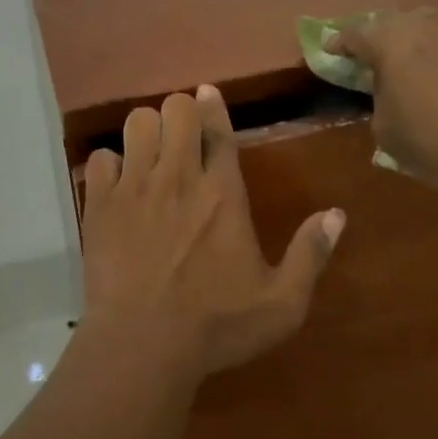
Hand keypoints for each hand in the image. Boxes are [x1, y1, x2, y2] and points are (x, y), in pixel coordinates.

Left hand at [80, 86, 344, 380]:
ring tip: (150, 153)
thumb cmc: (216, 326)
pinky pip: (100, 157)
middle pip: (175, 110)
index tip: (208, 93)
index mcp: (223, 193)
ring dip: (146, 130)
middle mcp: (179, 177)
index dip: (214, 105)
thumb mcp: (281, 303)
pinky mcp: (101, 204)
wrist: (143, 345)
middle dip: (180, 112)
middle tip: (181, 135)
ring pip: (136, 122)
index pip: (218, 129)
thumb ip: (310, 254)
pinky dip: (110, 164)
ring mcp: (135, 186)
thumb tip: (337, 214)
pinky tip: (118, 184)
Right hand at [328, 7, 437, 203]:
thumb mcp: (385, 131)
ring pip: (423, 26)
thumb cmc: (434, 138)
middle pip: (389, 23)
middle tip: (368, 57)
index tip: (330, 51)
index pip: (353, 34)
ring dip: (410, 39)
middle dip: (375, 37)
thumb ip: (378, 102)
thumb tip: (387, 94)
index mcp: (388, 40)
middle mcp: (421, 25)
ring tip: (406, 60)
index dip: (338, 44)